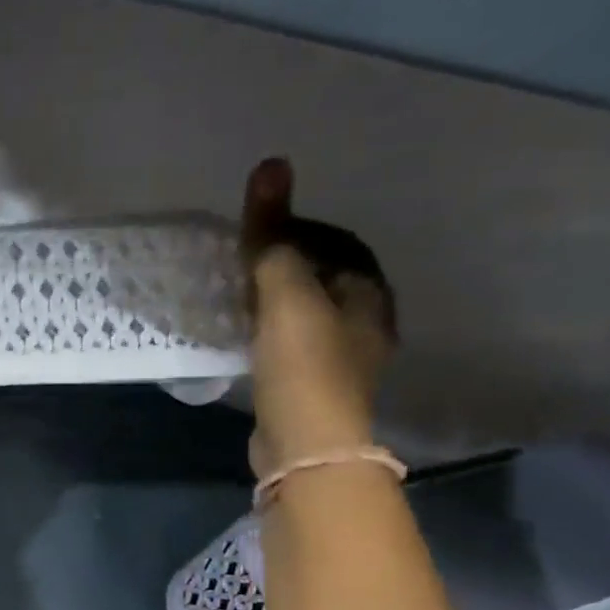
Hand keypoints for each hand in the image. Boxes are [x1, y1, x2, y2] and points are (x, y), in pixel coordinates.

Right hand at [240, 158, 395, 476]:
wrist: (306, 445)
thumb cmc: (303, 364)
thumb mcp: (285, 294)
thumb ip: (274, 236)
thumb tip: (271, 164)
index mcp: (369, 293)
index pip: (336, 242)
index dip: (298, 228)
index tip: (256, 230)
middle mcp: (366, 321)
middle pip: (324, 276)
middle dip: (287, 264)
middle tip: (242, 261)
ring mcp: (343, 358)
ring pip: (308, 311)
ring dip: (277, 298)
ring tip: (240, 294)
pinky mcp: (314, 386)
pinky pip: (293, 341)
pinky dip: (271, 329)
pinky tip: (247, 335)